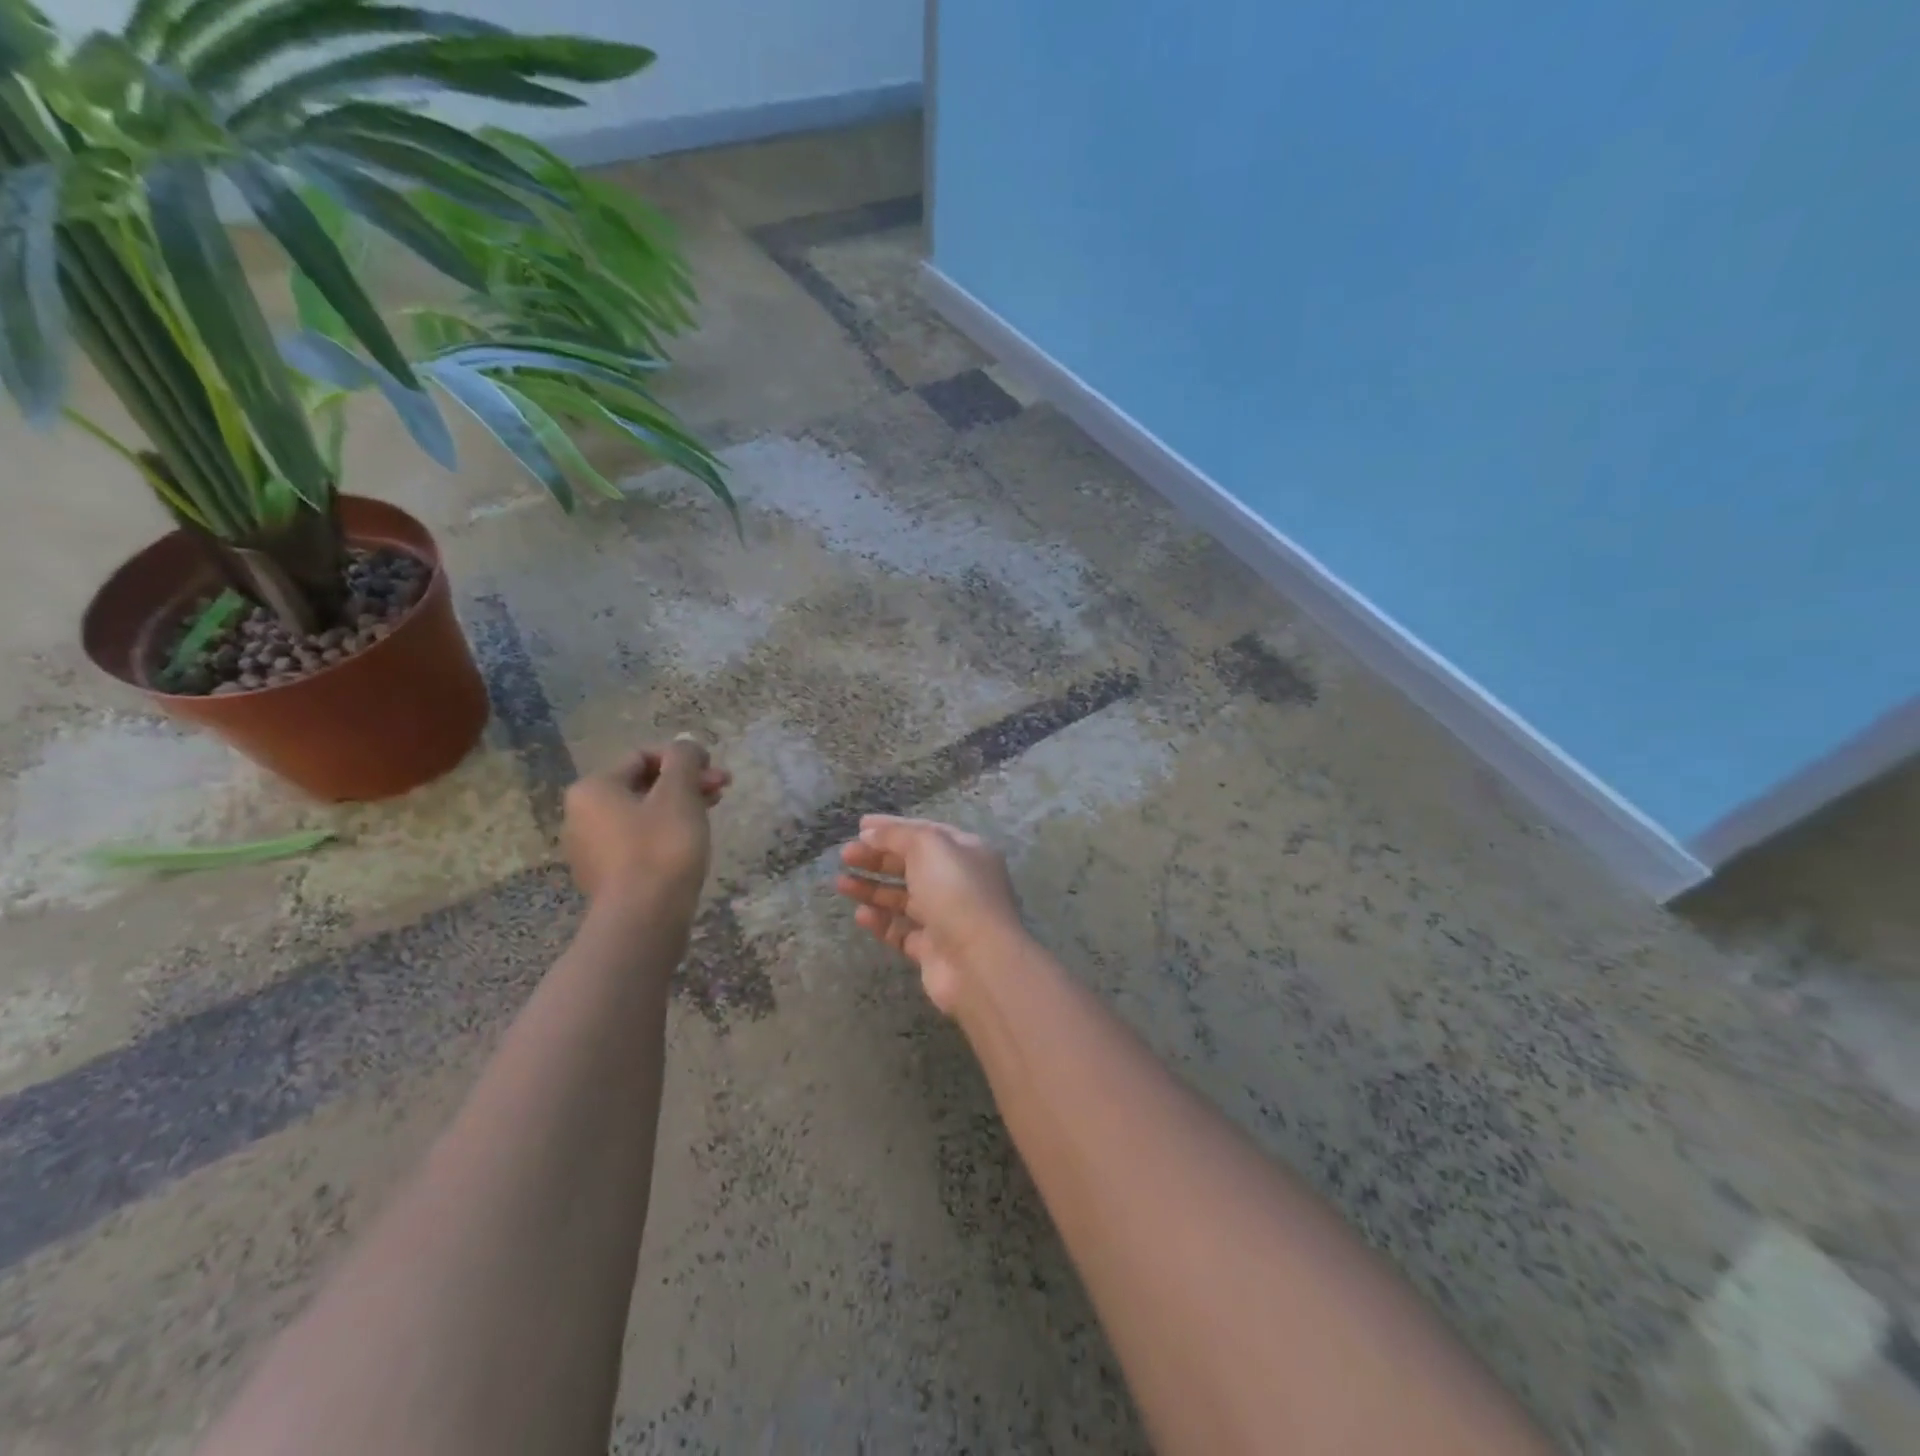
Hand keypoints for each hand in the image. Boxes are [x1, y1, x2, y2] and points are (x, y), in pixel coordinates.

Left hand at [563, 738, 730, 907]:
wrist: (644, 920)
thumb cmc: (661, 848)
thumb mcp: (679, 794)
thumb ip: (684, 760)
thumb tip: (685, 745)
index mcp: (593, 789)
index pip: (642, 756)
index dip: (683, 758)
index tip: (716, 771)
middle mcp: (582, 815)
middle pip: (642, 784)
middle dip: (685, 782)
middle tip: (722, 789)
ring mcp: (591, 849)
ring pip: (643, 814)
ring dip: (680, 806)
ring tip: (713, 813)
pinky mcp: (607, 877)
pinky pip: (639, 841)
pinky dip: (666, 834)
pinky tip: (691, 843)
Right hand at [835, 815, 1027, 1015]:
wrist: (977, 961)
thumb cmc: (956, 892)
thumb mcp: (928, 846)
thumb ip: (897, 835)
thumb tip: (870, 833)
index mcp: (966, 852)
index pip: (925, 832)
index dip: (892, 827)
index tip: (860, 826)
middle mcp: (958, 882)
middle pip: (912, 864)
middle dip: (877, 858)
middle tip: (845, 855)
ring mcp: (946, 917)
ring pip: (903, 898)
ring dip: (872, 888)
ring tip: (840, 883)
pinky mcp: (932, 949)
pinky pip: (901, 931)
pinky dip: (881, 922)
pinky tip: (860, 915)